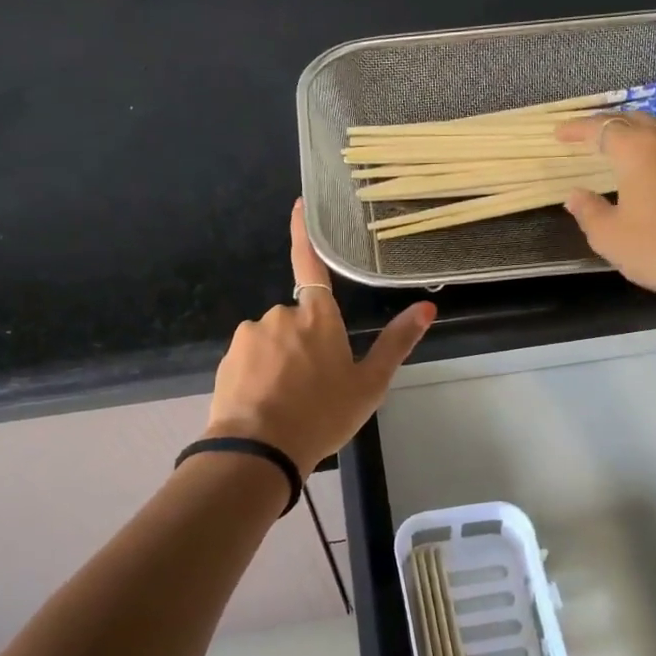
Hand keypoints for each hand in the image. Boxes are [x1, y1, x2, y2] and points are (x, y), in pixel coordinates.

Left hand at [206, 200, 435, 472]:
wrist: (258, 450)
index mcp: (318, 317)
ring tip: (290, 402)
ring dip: (282, 360)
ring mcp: (251, 334)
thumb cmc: (322, 415)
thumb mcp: (369, 385)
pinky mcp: (228, 357)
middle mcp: (281, 315)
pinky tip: (266, 405)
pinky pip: (251, 358)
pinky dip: (259, 374)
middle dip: (306, 343)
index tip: (298, 204)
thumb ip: (396, 343)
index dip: (303, 233)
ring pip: (274, 341)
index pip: (311, 264)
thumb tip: (427, 308)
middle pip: (299, 320)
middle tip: (315, 386)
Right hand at [557, 113, 655, 338]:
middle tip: (588, 137)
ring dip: (637, 135)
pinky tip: (654, 172)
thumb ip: (588, 211)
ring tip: (620, 150)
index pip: (601, 128)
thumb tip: (575, 195)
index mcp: (638, 150)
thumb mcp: (610, 236)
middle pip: (635, 120)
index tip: (559, 133)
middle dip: (608, 125)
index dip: (577, 129)